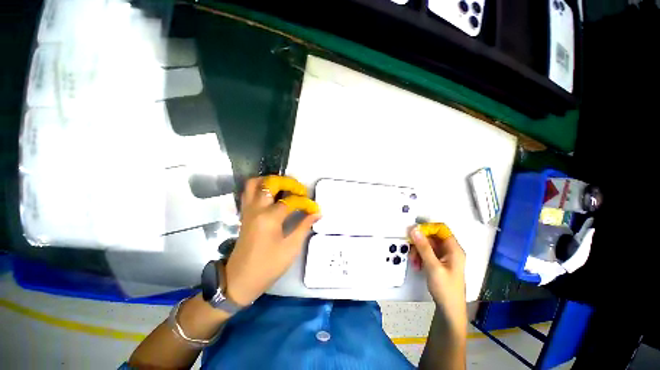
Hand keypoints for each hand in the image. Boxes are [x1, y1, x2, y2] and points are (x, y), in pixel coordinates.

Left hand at [224, 176, 320, 306]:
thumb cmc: (268, 266)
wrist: (240, 280)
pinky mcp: (245, 214)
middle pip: (270, 183)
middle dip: (288, 182)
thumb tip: (317, 213)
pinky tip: (272, 195)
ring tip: (285, 187)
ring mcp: (248, 210)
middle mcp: (257, 209)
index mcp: (269, 217)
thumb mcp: (291, 247)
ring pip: (254, 183)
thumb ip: (304, 226)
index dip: (306, 203)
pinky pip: (249, 192)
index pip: (291, 201)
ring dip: (271, 181)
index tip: (315, 208)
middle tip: (300, 190)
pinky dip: (261, 187)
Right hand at [409, 223, 466, 331]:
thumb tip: (414, 229)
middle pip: (432, 237)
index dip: (428, 228)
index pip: (441, 229)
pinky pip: (427, 253)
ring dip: (418, 252)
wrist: (449, 310)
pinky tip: (417, 266)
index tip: (415, 233)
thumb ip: (423, 247)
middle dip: (420, 243)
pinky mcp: (439, 263)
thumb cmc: (445, 288)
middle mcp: (450, 250)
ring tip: (414, 263)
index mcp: (454, 249)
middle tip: (411, 252)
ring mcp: (444, 257)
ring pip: (427, 245)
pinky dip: (420, 257)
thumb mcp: (433, 266)